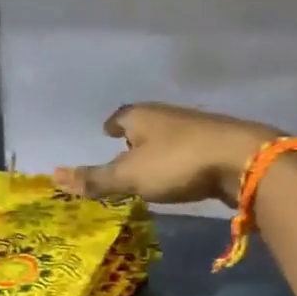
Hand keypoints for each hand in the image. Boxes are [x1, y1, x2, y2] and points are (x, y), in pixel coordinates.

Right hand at [54, 103, 280, 206]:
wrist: (242, 160)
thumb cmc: (176, 163)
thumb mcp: (129, 176)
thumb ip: (94, 179)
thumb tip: (54, 176)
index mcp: (142, 116)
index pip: (120, 116)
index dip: (111, 124)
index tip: (105, 131)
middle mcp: (168, 116)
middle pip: (146, 123)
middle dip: (135, 135)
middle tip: (123, 150)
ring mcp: (196, 128)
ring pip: (169, 136)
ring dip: (158, 148)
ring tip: (149, 165)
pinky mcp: (218, 145)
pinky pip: (190, 150)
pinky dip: (180, 160)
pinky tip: (180, 174)